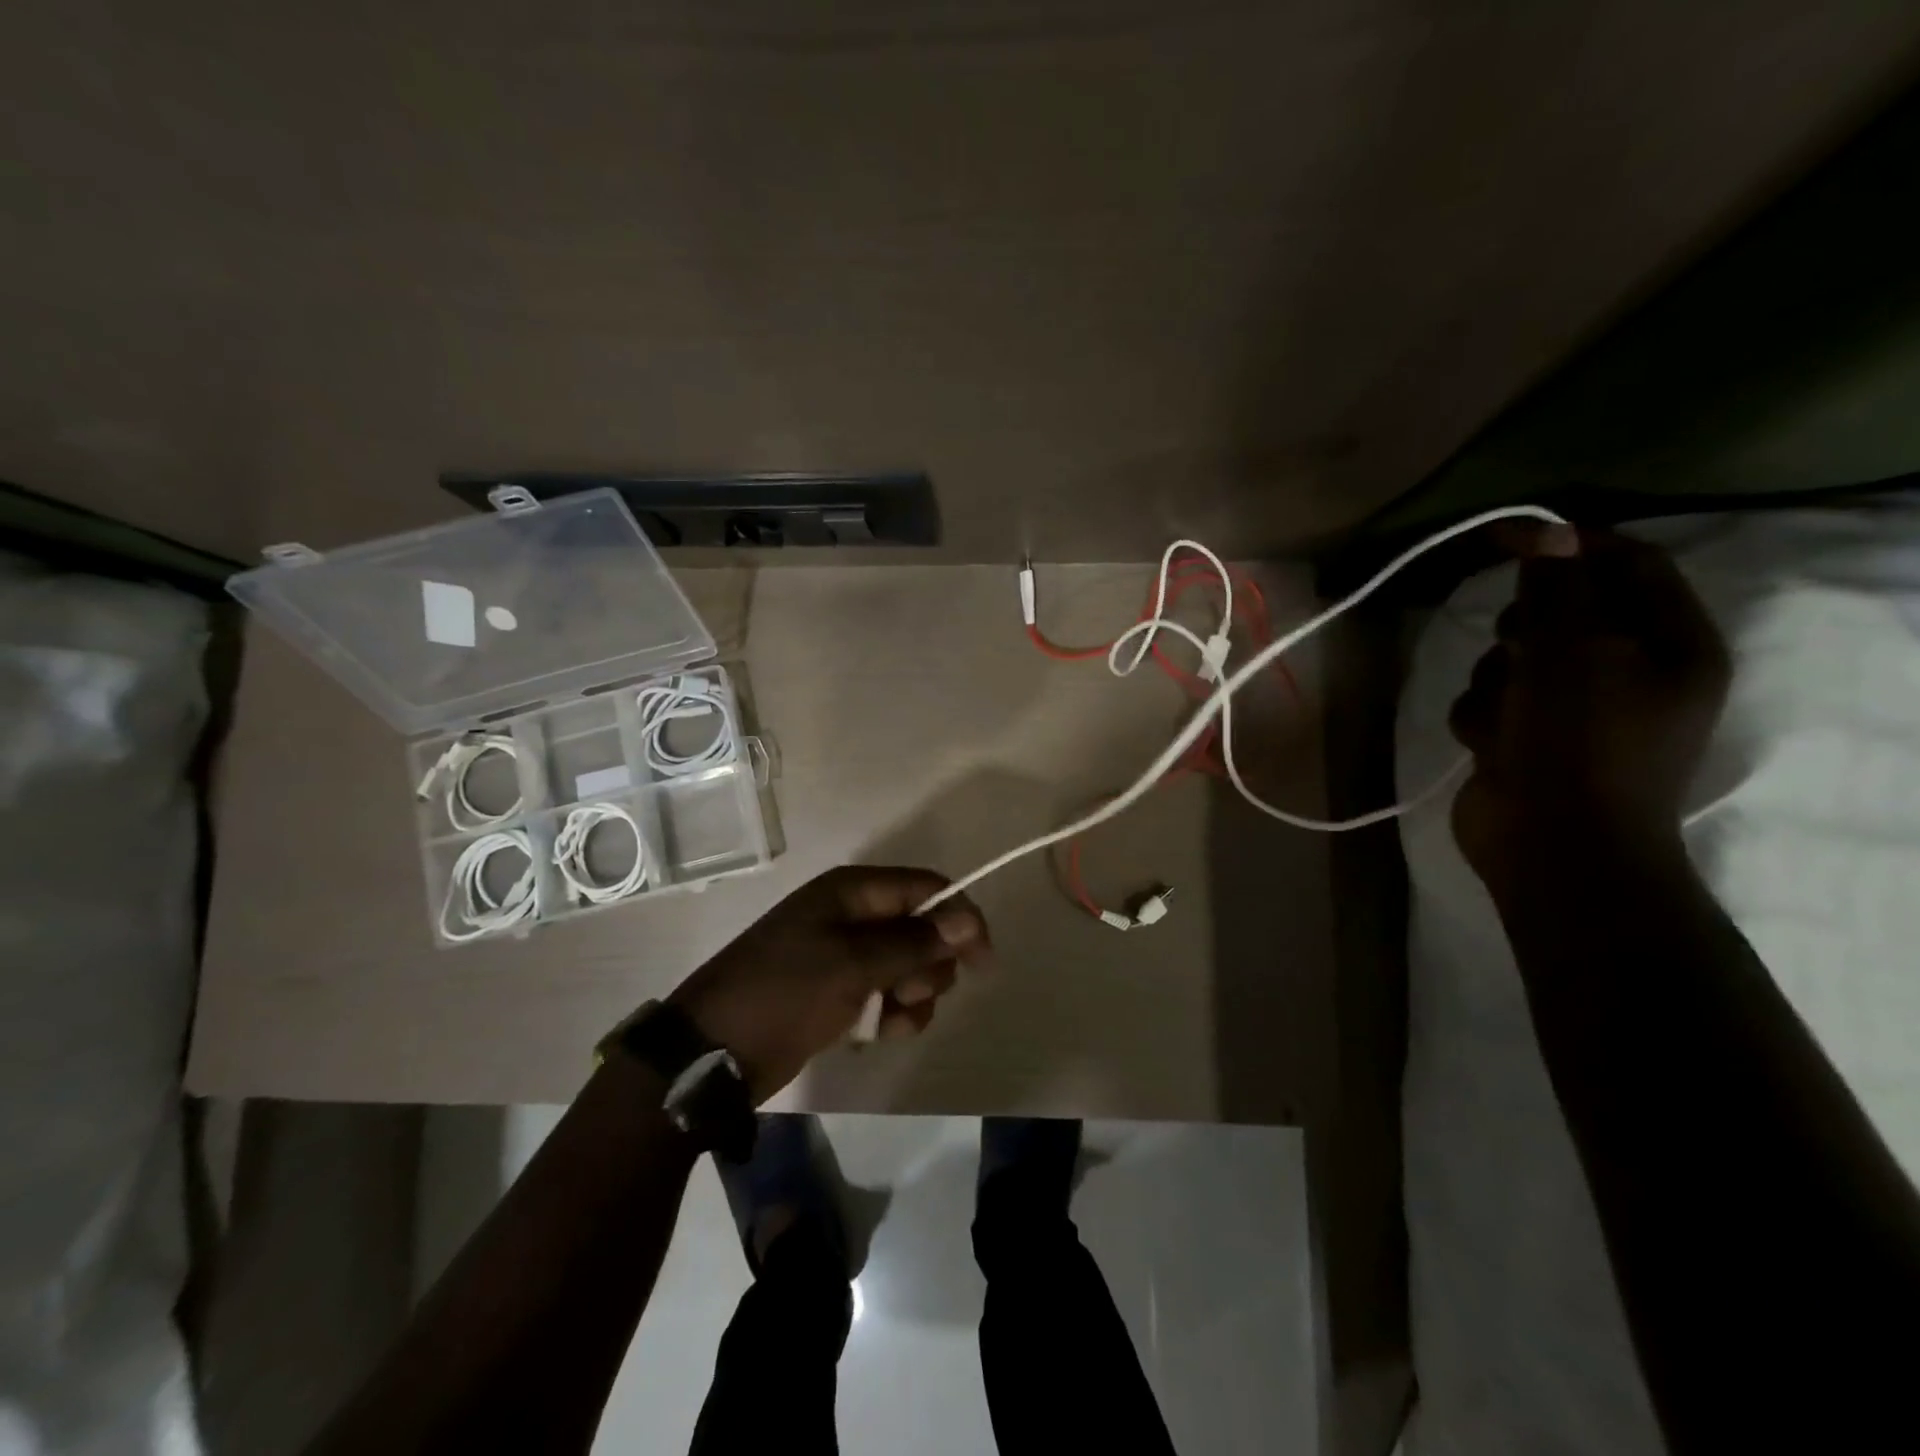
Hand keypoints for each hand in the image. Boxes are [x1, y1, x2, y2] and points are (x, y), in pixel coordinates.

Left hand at [668, 865, 989, 1102]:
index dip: (960, 918)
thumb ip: (914, 941)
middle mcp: (852, 915)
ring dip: (913, 996)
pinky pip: (887, 995)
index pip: (926, 888)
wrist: (713, 1052)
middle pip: (922, 928)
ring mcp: (845, 955)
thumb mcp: (853, 964)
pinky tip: (877, 1035)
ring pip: (908, 966)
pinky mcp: (839, 992)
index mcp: (853, 891)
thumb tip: (969, 917)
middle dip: (929, 965)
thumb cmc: (784, 993)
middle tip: (908, 993)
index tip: (982, 961)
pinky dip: (892, 1015)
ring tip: (890, 1021)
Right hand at [1448, 527, 1730, 887]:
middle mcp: (1627, 673)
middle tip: (1515, 641)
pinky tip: (1490, 745)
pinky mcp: (1525, 738)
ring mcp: (1571, 710)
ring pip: (1512, 660)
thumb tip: (1545, 532)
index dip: (1572, 544)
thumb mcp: (1571, 653)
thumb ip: (1556, 590)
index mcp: (1671, 645)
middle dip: (1524, 625)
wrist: (1553, 846)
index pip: (1630, 566)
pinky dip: (1481, 718)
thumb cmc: (1580, 744)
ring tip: (1504, 717)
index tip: (1510, 534)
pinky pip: (1488, 702)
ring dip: (1495, 680)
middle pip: (1562, 613)